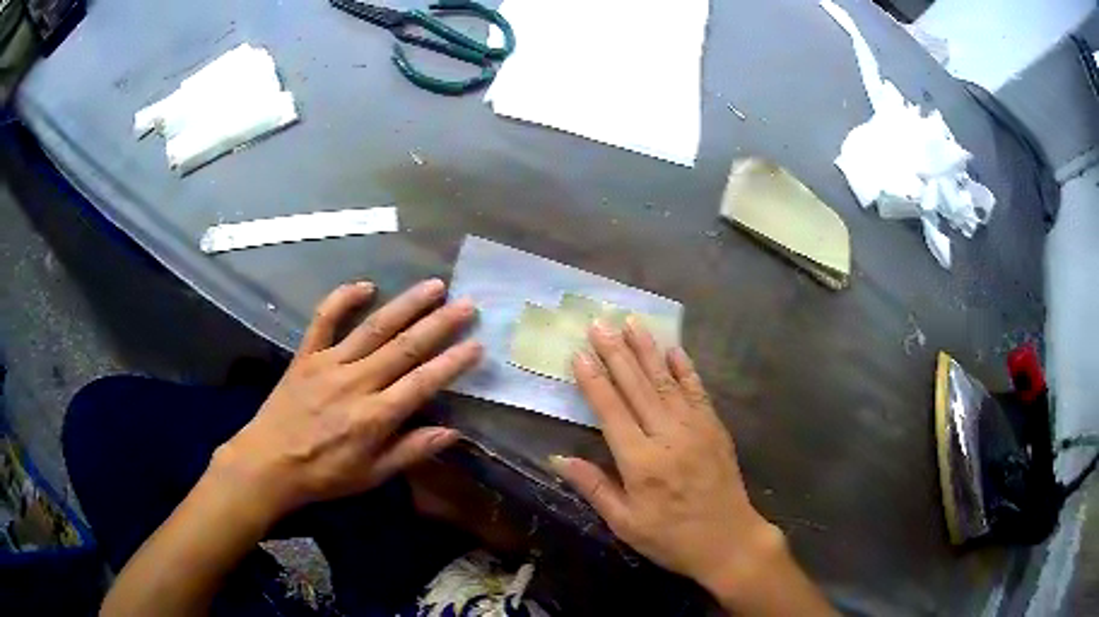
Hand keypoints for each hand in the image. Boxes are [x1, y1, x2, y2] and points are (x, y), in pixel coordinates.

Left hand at [213, 279, 481, 522]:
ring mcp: (329, 363)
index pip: (423, 382)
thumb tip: (453, 432)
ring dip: (406, 305)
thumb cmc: (324, 474)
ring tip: (433, 286)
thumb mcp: (371, 475)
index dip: (452, 363)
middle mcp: (356, 382)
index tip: (477, 345)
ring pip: (374, 327)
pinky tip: (366, 285)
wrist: (269, 462)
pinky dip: (343, 298)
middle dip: (439, 324)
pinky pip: (324, 319)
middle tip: (466, 304)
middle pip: (405, 347)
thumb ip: (411, 451)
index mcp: (375, 416)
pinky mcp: (306, 354)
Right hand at [550, 319, 781, 593]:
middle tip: (599, 323)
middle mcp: (668, 436)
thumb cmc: (671, 537)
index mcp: (641, 462)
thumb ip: (594, 487)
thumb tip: (558, 458)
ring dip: (647, 350)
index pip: (611, 411)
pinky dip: (685, 368)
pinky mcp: (715, 428)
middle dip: (616, 353)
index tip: (579, 353)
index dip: (594, 380)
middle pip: (637, 387)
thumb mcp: (625, 523)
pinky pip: (698, 391)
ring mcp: (696, 428)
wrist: (728, 540)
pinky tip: (673, 349)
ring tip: (631, 322)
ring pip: (666, 381)